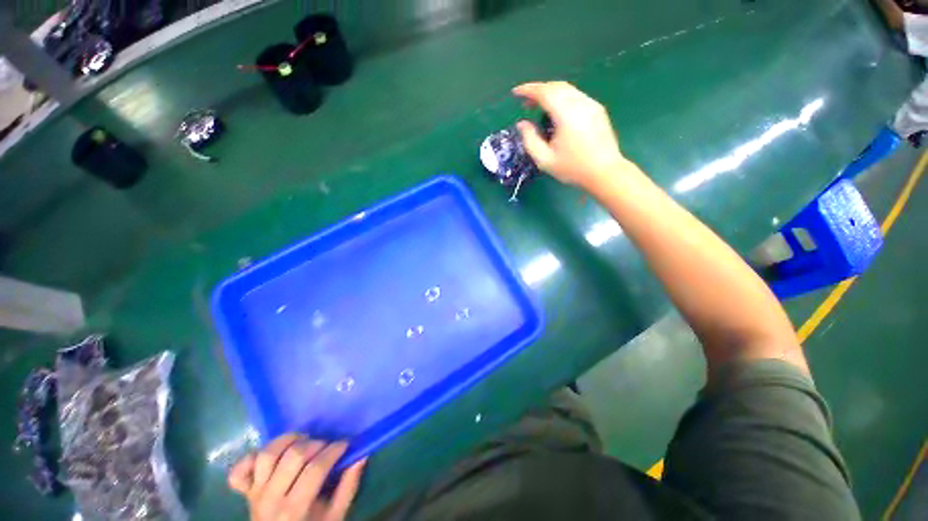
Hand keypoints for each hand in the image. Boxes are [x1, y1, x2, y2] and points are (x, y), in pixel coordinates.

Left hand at [228, 434, 365, 520]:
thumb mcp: (335, 516)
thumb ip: (348, 487)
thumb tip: (361, 454)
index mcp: (295, 510)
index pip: (316, 469)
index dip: (334, 450)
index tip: (345, 443)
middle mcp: (271, 500)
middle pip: (293, 457)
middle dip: (316, 443)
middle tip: (327, 445)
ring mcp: (254, 494)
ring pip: (267, 455)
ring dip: (288, 440)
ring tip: (303, 440)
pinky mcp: (244, 492)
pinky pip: (239, 471)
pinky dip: (251, 457)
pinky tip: (270, 455)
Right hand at [513, 81, 629, 188]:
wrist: (604, 172)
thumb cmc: (572, 169)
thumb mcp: (544, 160)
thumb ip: (530, 140)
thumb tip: (522, 123)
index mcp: (566, 114)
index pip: (545, 92)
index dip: (528, 90)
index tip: (515, 93)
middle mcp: (580, 103)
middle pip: (556, 86)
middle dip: (538, 90)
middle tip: (526, 104)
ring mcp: (591, 105)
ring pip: (567, 89)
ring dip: (550, 94)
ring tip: (539, 108)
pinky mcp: (597, 109)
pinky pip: (576, 96)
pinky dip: (562, 98)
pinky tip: (557, 113)